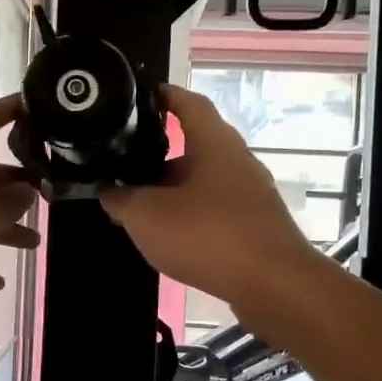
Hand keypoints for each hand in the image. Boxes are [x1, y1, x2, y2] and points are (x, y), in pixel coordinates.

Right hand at [100, 85, 316, 313]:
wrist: (273, 284)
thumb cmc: (207, 235)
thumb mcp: (147, 217)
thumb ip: (121, 200)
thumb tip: (108, 191)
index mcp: (214, 143)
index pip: (189, 103)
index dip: (164, 95)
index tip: (140, 96)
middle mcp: (237, 160)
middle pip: (196, 145)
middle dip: (160, 153)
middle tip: (126, 163)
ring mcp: (251, 194)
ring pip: (204, 180)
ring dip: (173, 188)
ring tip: (141, 204)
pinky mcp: (256, 224)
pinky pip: (216, 208)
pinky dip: (191, 213)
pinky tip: (171, 234)